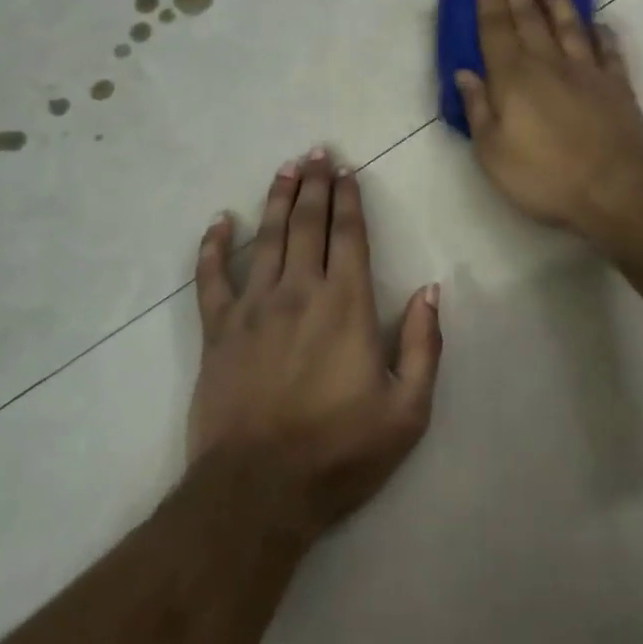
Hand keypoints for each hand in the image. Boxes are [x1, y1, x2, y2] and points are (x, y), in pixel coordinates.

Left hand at [188, 150, 442, 537]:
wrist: (258, 491)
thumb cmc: (339, 453)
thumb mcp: (407, 411)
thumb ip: (424, 346)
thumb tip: (430, 290)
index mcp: (347, 305)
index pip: (350, 236)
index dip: (349, 199)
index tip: (347, 171)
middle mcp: (300, 290)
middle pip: (308, 223)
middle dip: (315, 184)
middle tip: (317, 152)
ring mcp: (253, 306)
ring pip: (266, 236)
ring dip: (277, 198)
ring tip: (285, 168)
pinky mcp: (218, 329)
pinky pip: (211, 277)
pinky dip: (214, 246)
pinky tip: (219, 221)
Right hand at [454, 0, 642, 237]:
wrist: (615, 191)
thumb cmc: (544, 176)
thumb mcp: (492, 152)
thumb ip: (477, 109)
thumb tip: (465, 73)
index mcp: (514, 78)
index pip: (495, 31)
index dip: (487, 4)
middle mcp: (549, 63)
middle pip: (529, 20)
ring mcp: (588, 71)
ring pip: (569, 25)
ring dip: (557, 1)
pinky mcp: (617, 85)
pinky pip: (608, 49)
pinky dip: (601, 33)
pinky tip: (598, 23)